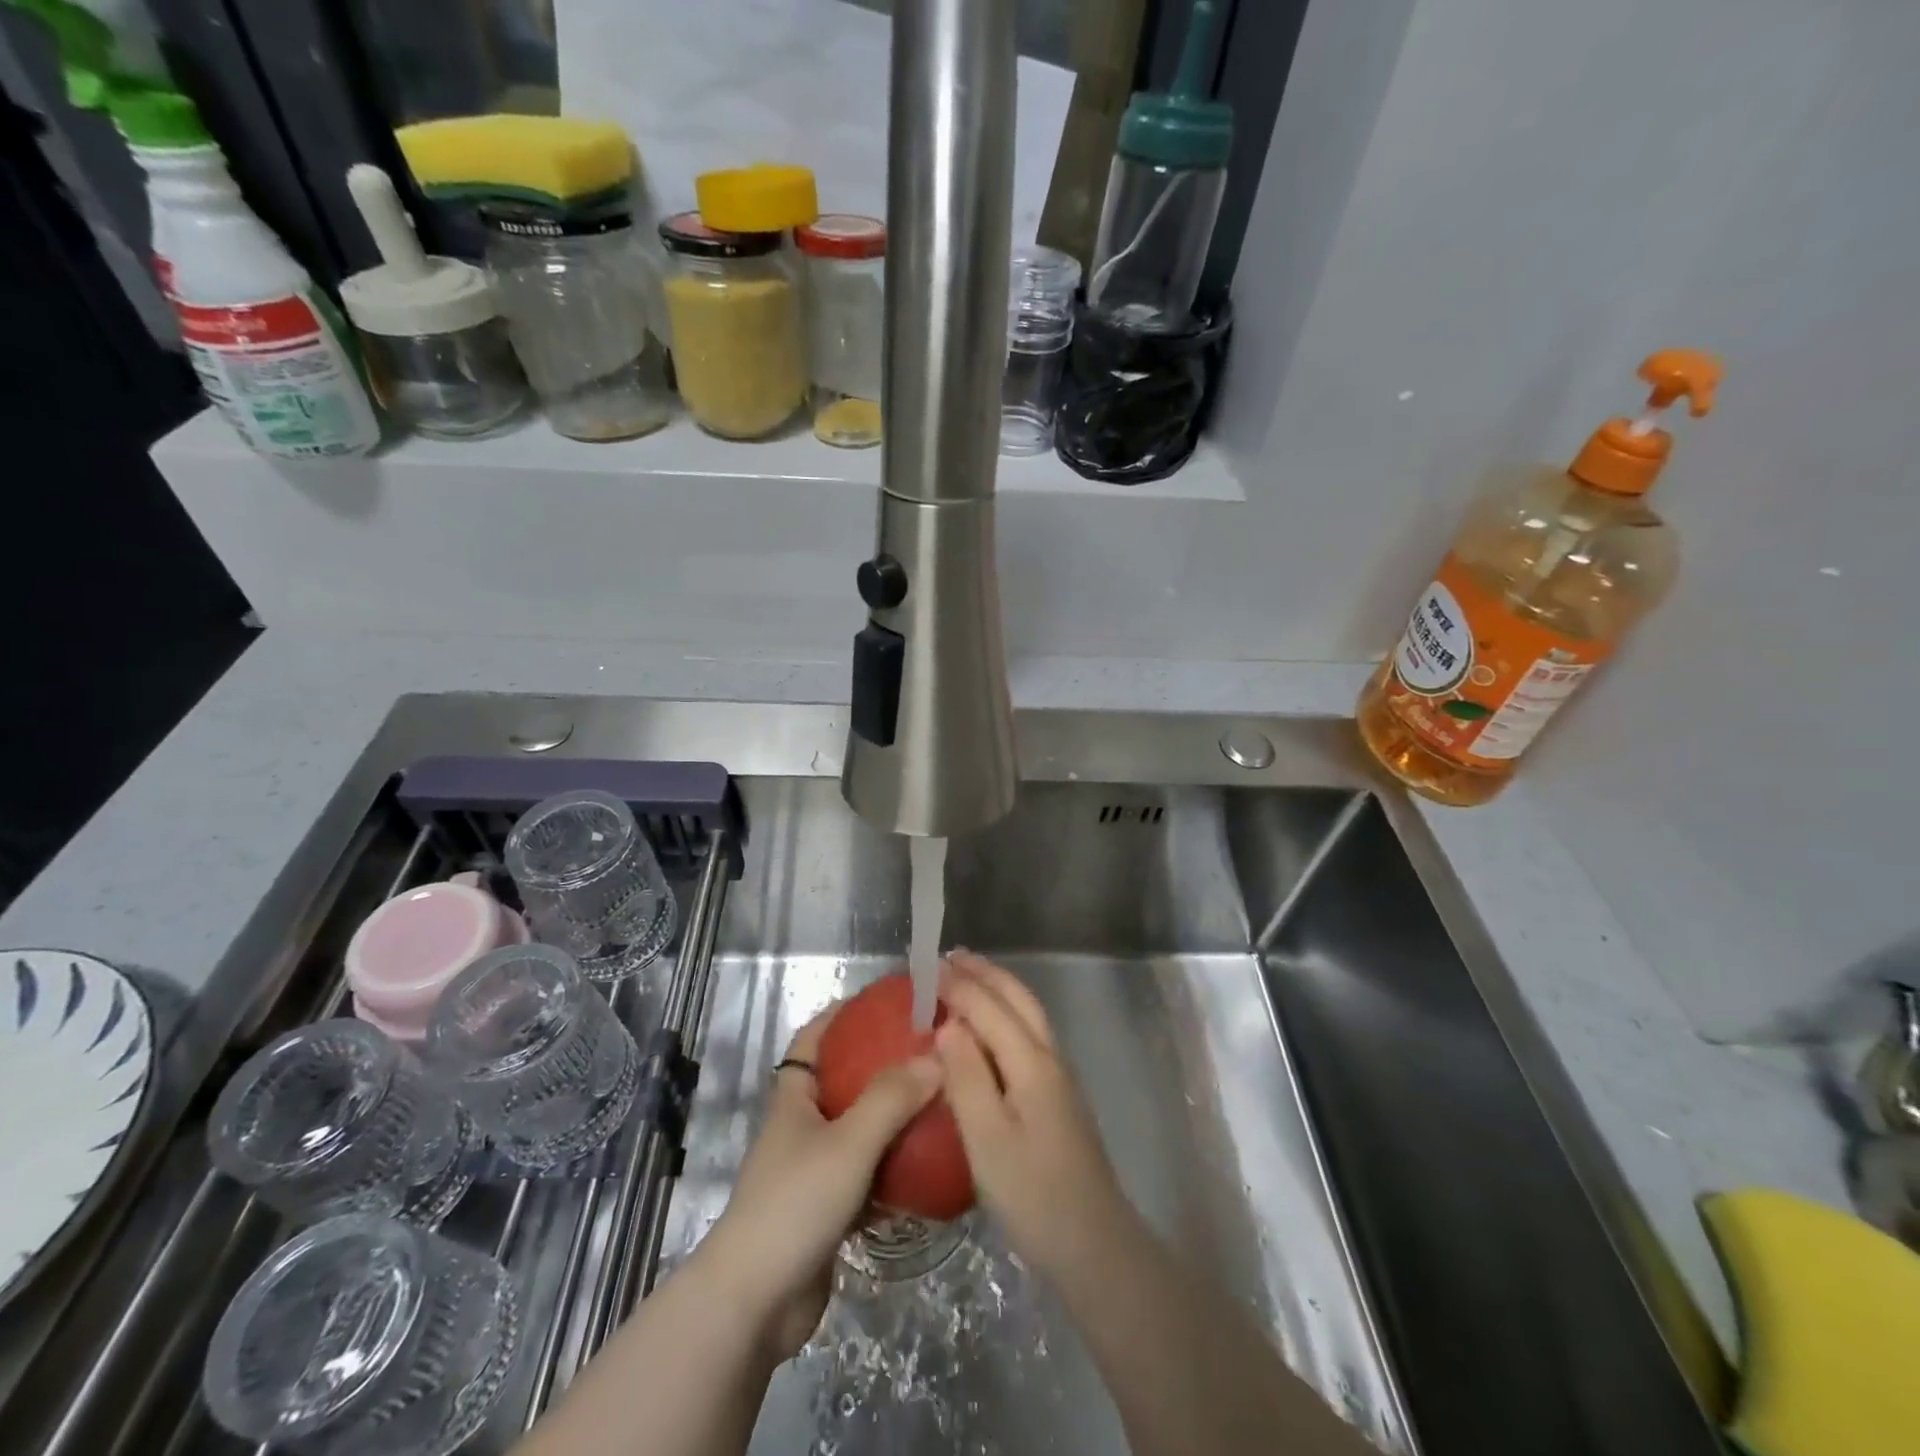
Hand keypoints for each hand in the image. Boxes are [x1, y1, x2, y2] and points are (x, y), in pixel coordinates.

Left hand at [695, 1007, 941, 1359]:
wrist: (755, 1304)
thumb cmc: (795, 1204)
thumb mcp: (848, 1142)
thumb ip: (891, 1099)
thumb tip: (935, 1057)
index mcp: (795, 1099)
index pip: (812, 1039)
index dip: (841, 1014)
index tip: (882, 1002)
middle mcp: (803, 1128)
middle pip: (844, 1083)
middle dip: (882, 1067)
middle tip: (928, 1055)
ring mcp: (814, 1172)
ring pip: (860, 1132)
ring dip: (894, 1121)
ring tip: (938, 1105)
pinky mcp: (828, 1213)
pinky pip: (868, 1178)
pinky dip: (894, 1171)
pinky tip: (929, 1170)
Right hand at [935, 951, 1135, 1280]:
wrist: (1095, 1245)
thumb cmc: (1033, 1194)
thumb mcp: (988, 1139)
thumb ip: (966, 1077)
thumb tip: (948, 1025)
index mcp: (1031, 1062)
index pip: (990, 1008)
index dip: (959, 985)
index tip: (928, 966)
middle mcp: (1049, 1058)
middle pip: (1018, 1000)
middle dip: (986, 973)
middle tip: (952, 955)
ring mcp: (1059, 1078)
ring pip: (1028, 1015)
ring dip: (999, 989)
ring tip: (970, 977)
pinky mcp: (1058, 1098)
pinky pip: (1029, 1035)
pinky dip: (1007, 1014)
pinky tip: (991, 1030)